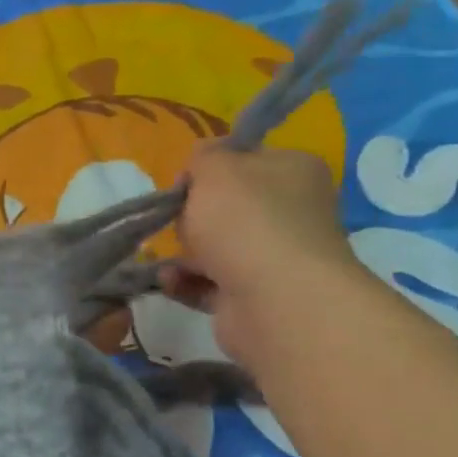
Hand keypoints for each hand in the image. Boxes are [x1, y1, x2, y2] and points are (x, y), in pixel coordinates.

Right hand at [161, 143, 366, 365]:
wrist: (273, 300)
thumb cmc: (245, 222)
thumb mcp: (216, 168)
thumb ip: (203, 156)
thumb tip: (201, 165)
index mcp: (293, 171)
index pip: (246, 160)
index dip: (209, 168)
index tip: (184, 183)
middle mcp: (290, 211)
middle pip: (226, 206)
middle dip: (192, 215)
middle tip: (178, 222)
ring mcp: (273, 257)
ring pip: (214, 248)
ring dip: (183, 253)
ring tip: (164, 260)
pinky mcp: (252, 296)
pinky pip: (208, 283)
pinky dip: (185, 282)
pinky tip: (169, 282)